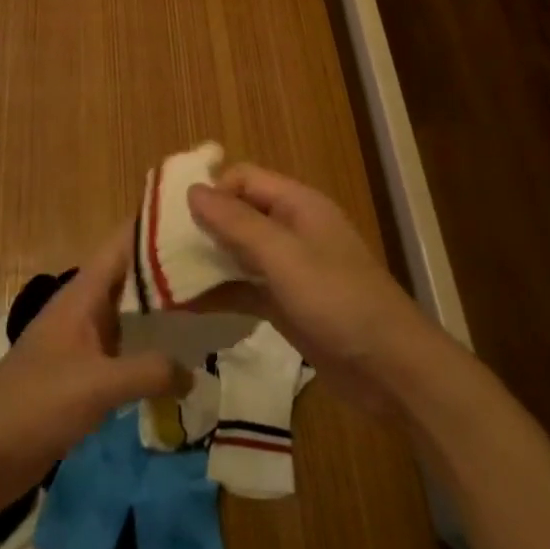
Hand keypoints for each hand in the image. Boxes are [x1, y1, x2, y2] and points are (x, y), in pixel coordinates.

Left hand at [0, 224, 186, 520]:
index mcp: (83, 293)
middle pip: (133, 276)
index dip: (156, 225)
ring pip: (131, 313)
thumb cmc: (35, 404)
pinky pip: (124, 348)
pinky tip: (180, 360)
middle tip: (218, 264)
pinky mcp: (82, 372)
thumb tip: (195, 370)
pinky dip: (150, 348)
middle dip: (170, 269)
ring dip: (163, 311)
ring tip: (212, 305)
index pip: (124, 242)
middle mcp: (85, 307)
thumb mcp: (97, 385)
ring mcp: (83, 340)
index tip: (197, 216)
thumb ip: (148, 371)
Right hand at [186, 165, 446, 411]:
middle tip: (157, 246)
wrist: (392, 369)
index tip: (173, 214)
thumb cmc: (338, 300)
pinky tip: (186, 307)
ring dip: (207, 262)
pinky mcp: (288, 304)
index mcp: (297, 204)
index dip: (211, 190)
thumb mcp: (284, 257)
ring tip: (162, 276)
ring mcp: (290, 268)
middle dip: (202, 226)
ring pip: (239, 253)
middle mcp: (292, 229)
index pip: (244, 179)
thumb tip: (193, 190)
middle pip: (239, 214)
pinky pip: (246, 288)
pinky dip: (220, 294)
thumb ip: (237, 224)